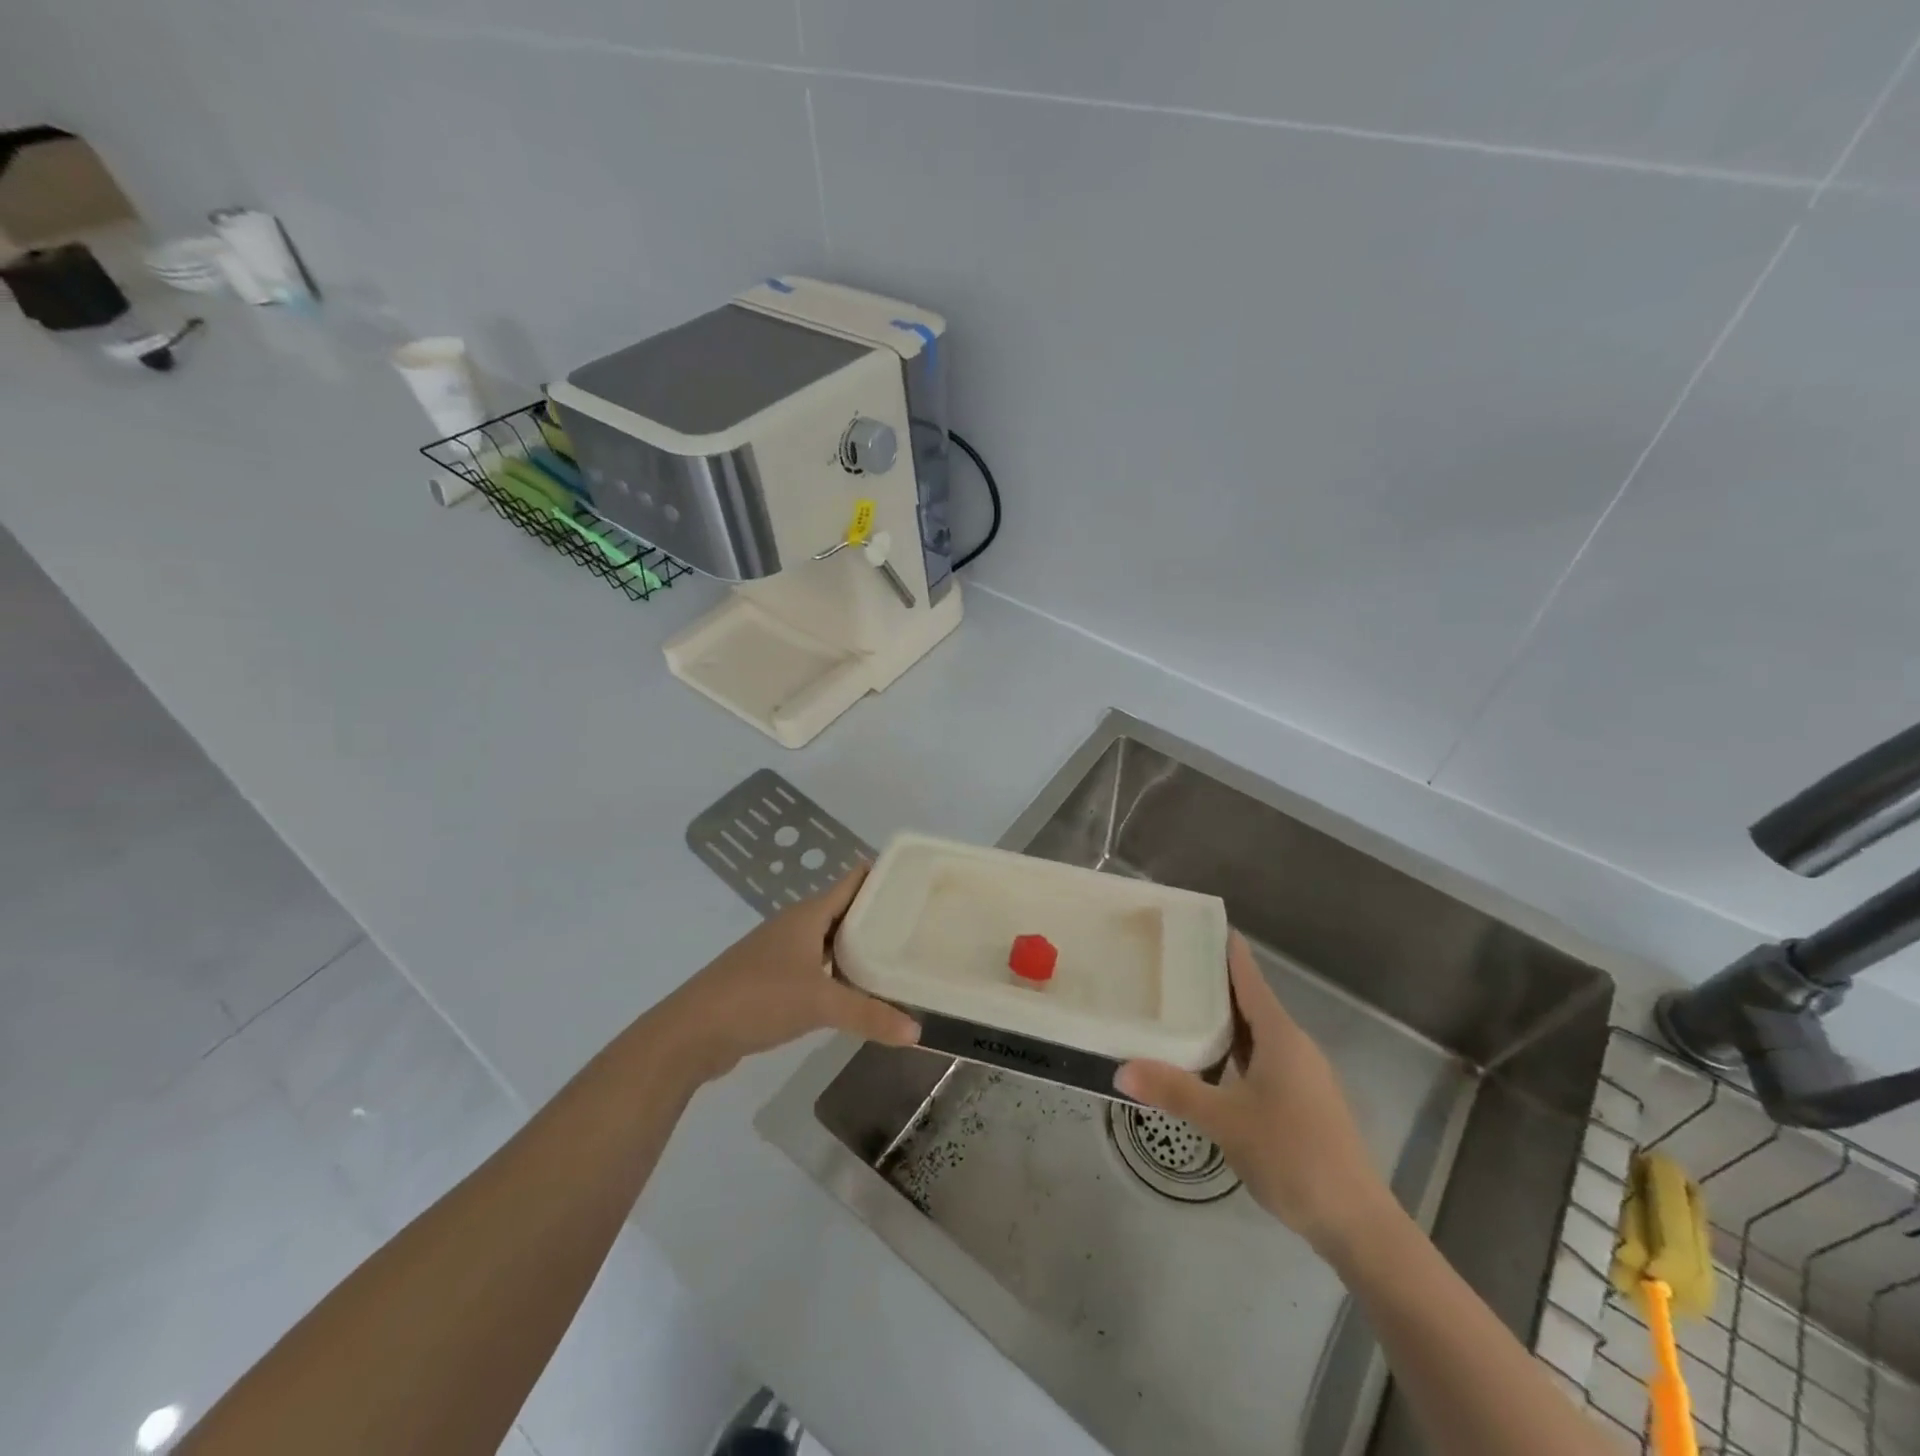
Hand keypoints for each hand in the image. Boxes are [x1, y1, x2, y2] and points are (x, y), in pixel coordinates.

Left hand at [661, 867, 919, 1082]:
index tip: (918, 880)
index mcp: (807, 915)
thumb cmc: (758, 998)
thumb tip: (917, 1030)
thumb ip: (869, 1014)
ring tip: (896, 955)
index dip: (882, 876)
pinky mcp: (770, 980)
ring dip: (857, 947)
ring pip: (829, 941)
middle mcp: (794, 926)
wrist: (691, 1032)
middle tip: (919, 923)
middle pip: (843, 911)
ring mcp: (780, 953)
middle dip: (877, 916)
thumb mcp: (820, 1004)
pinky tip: (855, 991)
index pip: (852, 882)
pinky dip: (837, 973)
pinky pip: (815, 967)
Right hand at [1115, 931, 1389, 1253]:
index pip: (1248, 977)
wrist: (1357, 1223)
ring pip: (1257, 1034)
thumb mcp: (1226, 1121)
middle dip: (1213, 983)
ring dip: (1223, 1020)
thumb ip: (1174, 1091)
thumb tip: (1120, 1069)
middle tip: (1170, 966)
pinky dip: (1235, 1051)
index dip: (1226, 949)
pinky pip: (1263, 1059)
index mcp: (1281, 1036)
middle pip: (1250, 1002)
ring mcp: (1302, 1075)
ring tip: (1180, 1009)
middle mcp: (1294, 1046)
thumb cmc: (1293, 1155)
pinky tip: (1210, 1063)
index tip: (1199, 924)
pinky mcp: (1303, 1101)